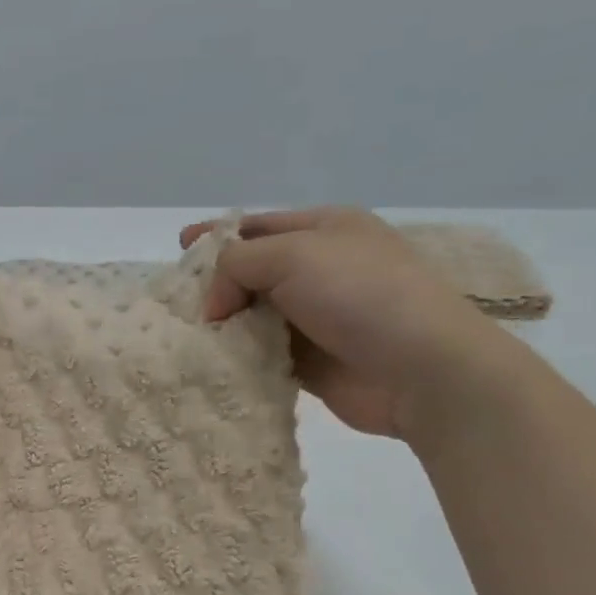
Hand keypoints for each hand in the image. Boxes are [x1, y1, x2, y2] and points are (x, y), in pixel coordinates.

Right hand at [181, 208, 513, 441]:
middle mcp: (320, 270)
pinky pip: (261, 354)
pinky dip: (237, 357)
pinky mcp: (310, 362)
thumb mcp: (293, 255)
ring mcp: (316, 317)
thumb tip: (215, 305)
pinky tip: (210, 362)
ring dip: (223, 325)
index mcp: (325, 230)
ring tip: (184, 335)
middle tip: (175, 300)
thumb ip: (237, 265)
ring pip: (253, 316)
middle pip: (252, 272)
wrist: (420, 368)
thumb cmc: (359, 294)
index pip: (258, 226)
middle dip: (214, 284)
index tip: (179, 247)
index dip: (217, 236)